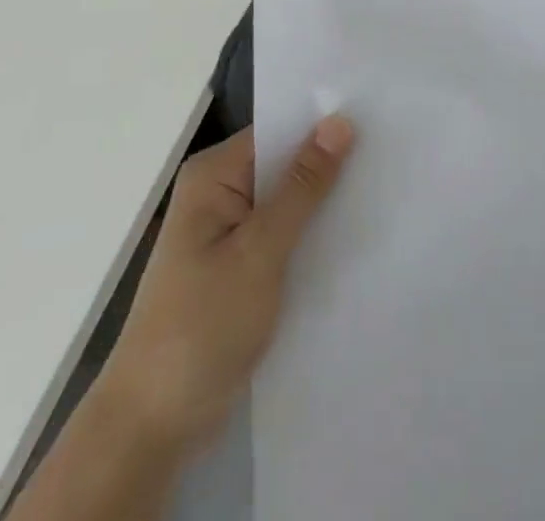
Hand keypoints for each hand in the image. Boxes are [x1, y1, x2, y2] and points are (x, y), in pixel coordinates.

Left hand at [101, 116, 355, 455]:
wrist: (153, 425)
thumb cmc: (202, 325)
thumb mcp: (260, 251)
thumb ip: (302, 186)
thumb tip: (339, 121)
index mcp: (213, 175)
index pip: (278, 129)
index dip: (323, 125)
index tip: (376, 119)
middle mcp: (219, 193)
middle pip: (284, 163)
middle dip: (329, 164)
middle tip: (391, 153)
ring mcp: (228, 232)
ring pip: (287, 201)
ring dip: (324, 202)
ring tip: (385, 188)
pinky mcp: (239, 267)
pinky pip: (283, 234)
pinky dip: (311, 235)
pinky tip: (353, 236)